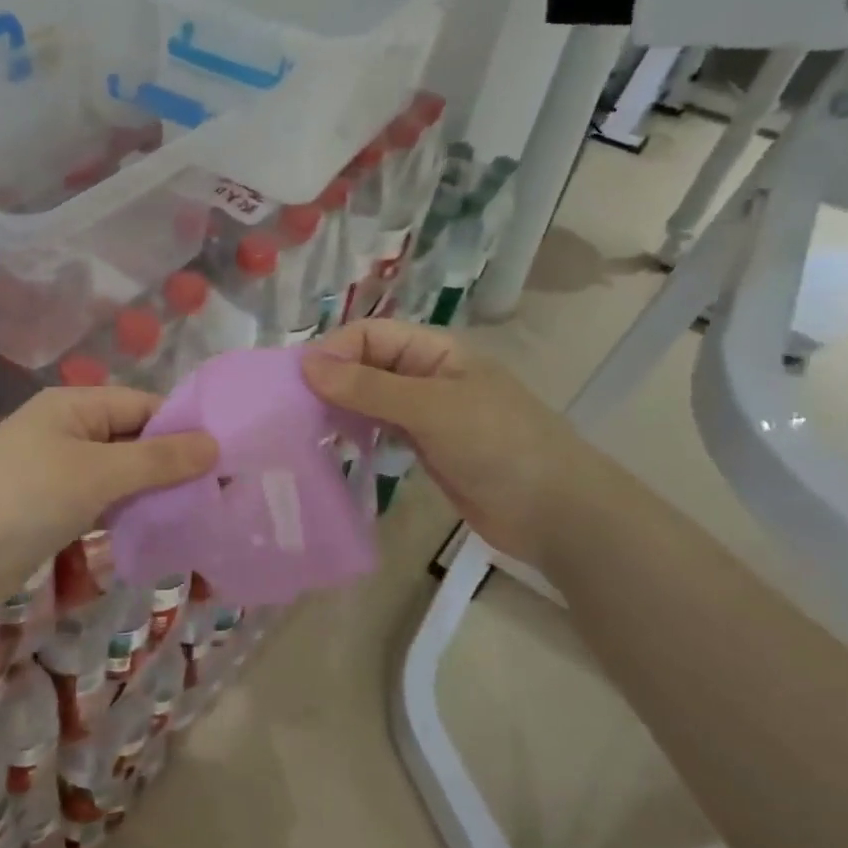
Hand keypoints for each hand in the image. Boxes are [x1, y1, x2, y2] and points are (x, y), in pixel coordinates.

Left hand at [0, 387, 217, 607]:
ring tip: (200, 516)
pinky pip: (102, 503)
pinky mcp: (51, 510)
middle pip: (133, 440)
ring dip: (153, 493)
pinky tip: (158, 533)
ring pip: (119, 475)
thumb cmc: (24, 498)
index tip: (228, 458)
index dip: (185, 428)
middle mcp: (67, 431)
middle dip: (173, 465)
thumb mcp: (97, 473)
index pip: (143, 406)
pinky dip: (128, 514)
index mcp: (74, 406)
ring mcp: (57, 472)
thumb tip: (214, 445)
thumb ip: (157, 460)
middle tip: (221, 494)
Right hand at [302, 320, 611, 566]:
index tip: (298, 385)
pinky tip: (332, 448)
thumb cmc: (498, 445)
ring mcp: (424, 413)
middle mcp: (426, 375)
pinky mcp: (422, 447)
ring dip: (337, 408)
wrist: (555, 512)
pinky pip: (377, 429)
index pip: (369, 335)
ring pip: (368, 398)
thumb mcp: (431, 409)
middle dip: (330, 380)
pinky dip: (353, 433)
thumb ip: (369, 388)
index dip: (333, 352)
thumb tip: (306, 364)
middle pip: (365, 364)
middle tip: (292, 411)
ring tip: (303, 430)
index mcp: (434, 350)